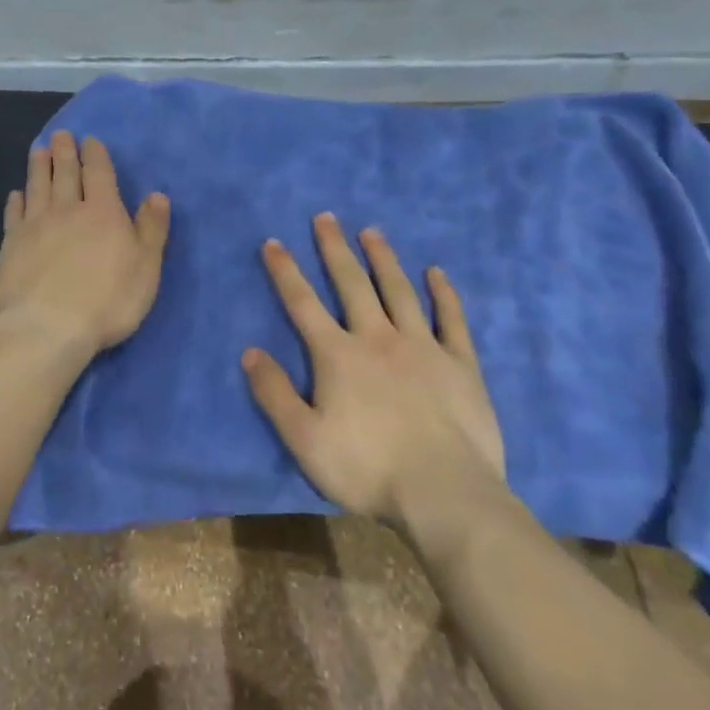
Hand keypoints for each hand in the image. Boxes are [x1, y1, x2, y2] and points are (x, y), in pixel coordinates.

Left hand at [0, 131, 171, 356]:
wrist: (48, 326)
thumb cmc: (108, 300)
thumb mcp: (146, 267)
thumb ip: (152, 229)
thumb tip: (157, 195)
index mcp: (102, 212)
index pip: (99, 173)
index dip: (95, 155)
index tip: (89, 140)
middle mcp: (67, 210)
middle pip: (65, 174)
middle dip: (64, 152)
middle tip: (60, 135)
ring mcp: (35, 226)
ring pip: (37, 187)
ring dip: (38, 167)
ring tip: (38, 150)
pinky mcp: (11, 245)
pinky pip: (14, 215)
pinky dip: (16, 201)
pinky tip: (16, 195)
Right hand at [242, 213, 505, 522]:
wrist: (444, 492)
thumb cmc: (367, 468)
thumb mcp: (303, 439)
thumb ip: (274, 393)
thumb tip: (249, 351)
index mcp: (338, 355)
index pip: (303, 304)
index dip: (285, 271)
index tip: (273, 242)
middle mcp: (378, 338)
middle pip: (352, 284)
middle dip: (335, 249)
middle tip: (326, 217)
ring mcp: (423, 347)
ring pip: (399, 291)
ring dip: (383, 259)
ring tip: (372, 231)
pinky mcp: (459, 364)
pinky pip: (451, 319)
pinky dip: (443, 294)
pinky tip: (436, 272)